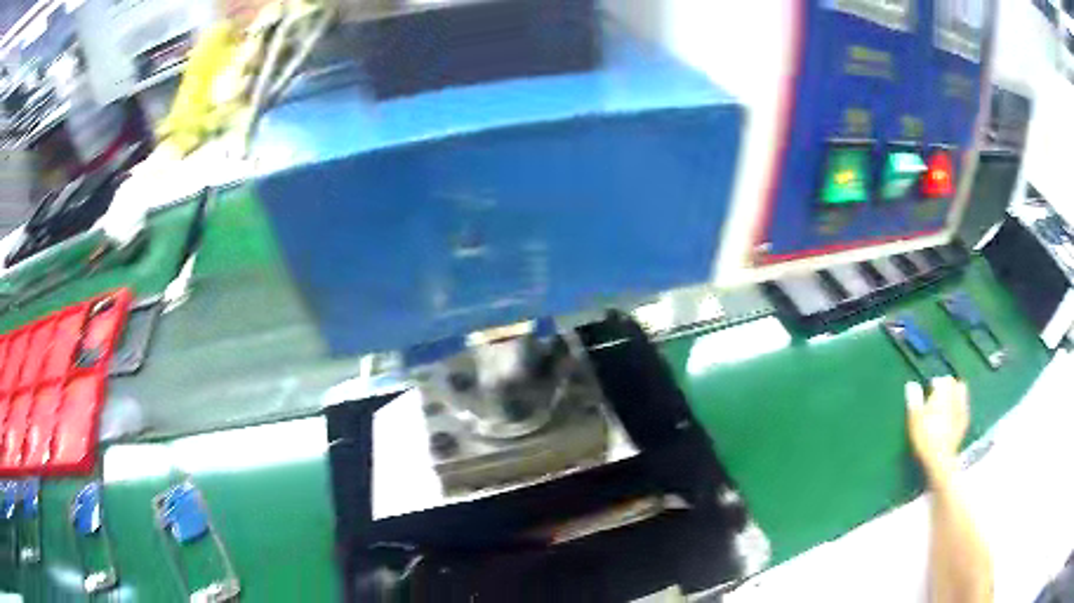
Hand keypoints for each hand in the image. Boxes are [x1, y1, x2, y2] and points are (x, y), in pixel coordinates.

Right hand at [906, 377, 968, 487]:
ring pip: (962, 393)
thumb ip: (914, 401)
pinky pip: (964, 408)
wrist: (940, 460)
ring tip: (947, 404)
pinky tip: (955, 415)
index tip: (929, 390)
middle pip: (955, 384)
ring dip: (955, 394)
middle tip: (939, 395)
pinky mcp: (964, 423)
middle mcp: (955, 397)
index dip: (937, 383)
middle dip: (948, 386)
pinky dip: (960, 407)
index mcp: (943, 393)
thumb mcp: (915, 420)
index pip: (943, 380)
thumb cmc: (925, 439)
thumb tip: (911, 384)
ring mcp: (962, 410)